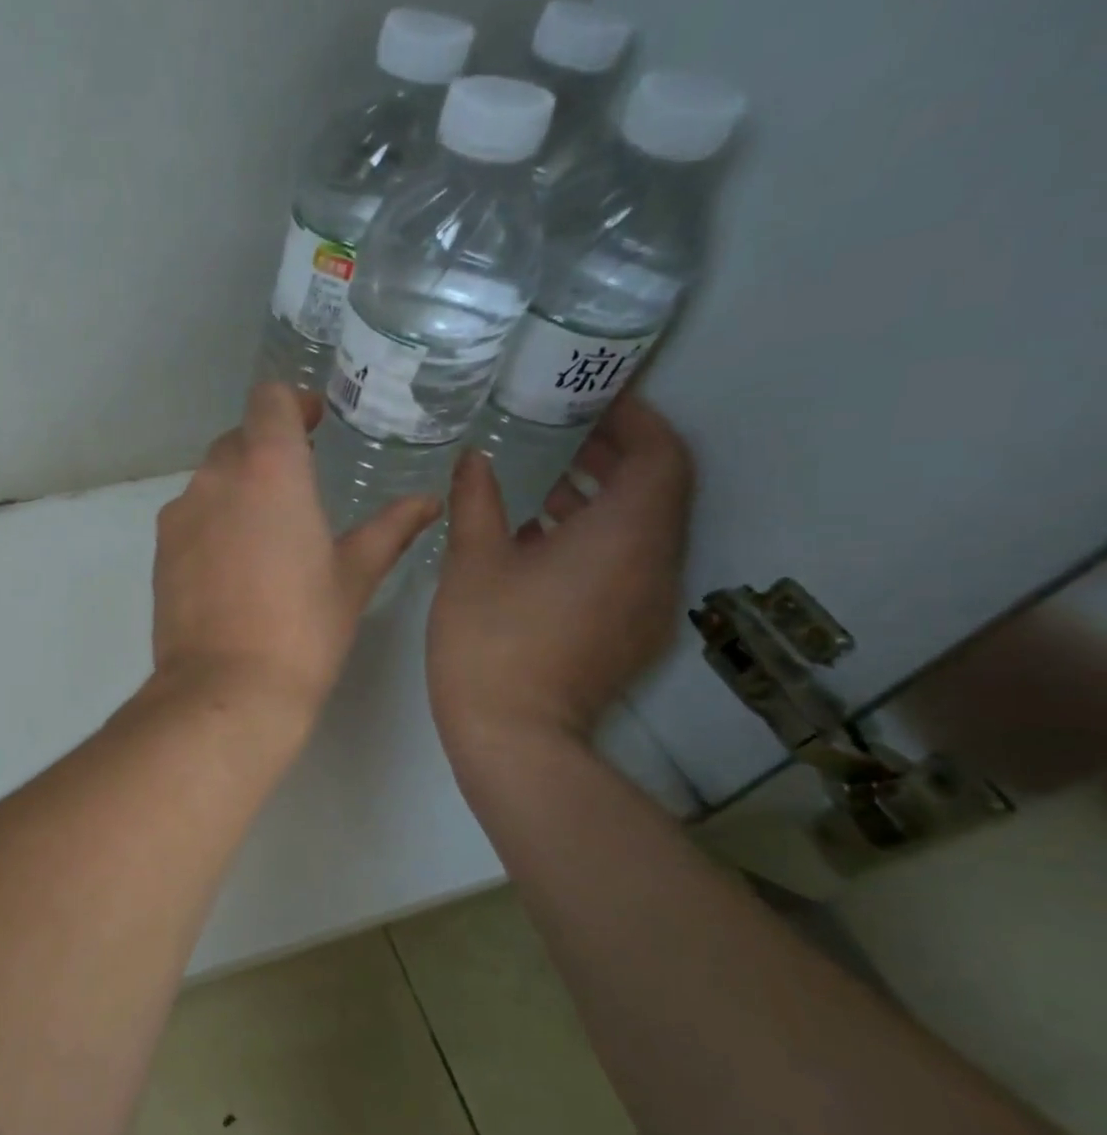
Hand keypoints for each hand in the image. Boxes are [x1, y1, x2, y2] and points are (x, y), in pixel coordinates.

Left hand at [151, 383, 438, 714]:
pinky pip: (190, 516)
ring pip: (211, 479)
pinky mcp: (161, 549)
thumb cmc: (303, 628)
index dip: (293, 404)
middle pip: (239, 439)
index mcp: (270, 469)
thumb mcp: (353, 576)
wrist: (226, 688)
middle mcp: (216, 477)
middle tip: (300, 485)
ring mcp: (181, 513)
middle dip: (269, 450)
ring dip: (239, 488)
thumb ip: (389, 529)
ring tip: (268, 534)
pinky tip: (234, 566)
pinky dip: (213, 521)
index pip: (270, 400)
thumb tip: (427, 501)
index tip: (314, 425)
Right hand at [427, 394, 693, 755]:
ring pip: (643, 530)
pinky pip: (629, 564)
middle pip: (658, 491)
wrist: (514, 736)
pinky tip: (543, 542)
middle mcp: (654, 564)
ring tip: (550, 483)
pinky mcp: (632, 630)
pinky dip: (599, 539)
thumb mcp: (473, 561)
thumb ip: (477, 500)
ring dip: (606, 499)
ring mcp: (648, 603)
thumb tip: (474, 457)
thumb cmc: (491, 639)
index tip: (598, 399)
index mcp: (624, 536)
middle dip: (619, 455)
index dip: (638, 420)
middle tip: (569, 431)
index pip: (661, 456)